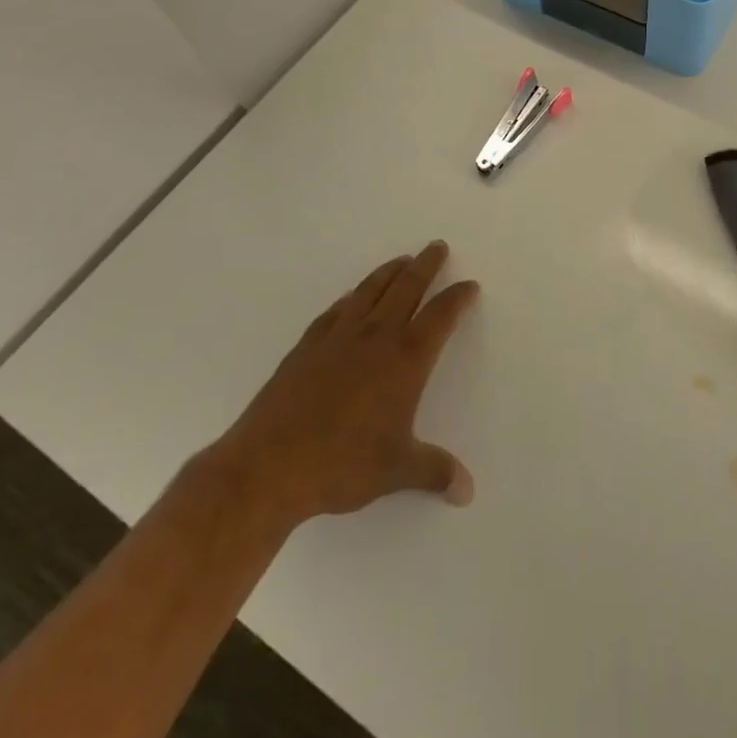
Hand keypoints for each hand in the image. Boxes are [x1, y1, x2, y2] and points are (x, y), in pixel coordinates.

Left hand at [223, 241, 479, 523]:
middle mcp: (375, 337)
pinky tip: (351, 298)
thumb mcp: (396, 471)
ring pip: (371, 291)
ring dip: (390, 271)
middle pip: (407, 288)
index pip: (440, 316)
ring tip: (402, 260)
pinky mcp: (307, 346)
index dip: (457, 298)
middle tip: (436, 246)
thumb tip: (467, 491)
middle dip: (426, 265)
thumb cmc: (341, 464)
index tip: (469, 286)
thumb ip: (435, 472)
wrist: (268, 466)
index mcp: (405, 360)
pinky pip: (336, 310)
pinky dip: (351, 297)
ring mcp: (338, 337)